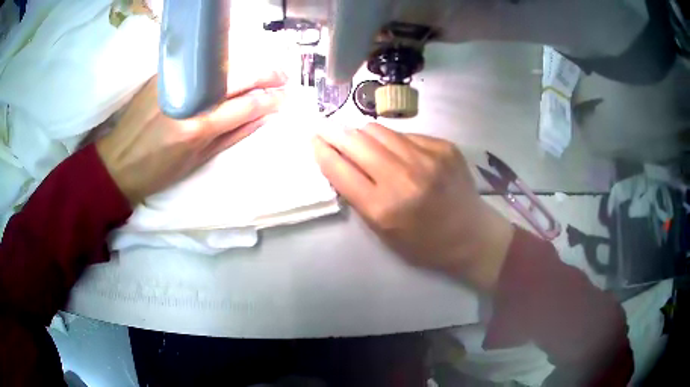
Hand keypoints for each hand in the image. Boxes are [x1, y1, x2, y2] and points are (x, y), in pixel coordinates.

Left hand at [96, 71, 286, 204]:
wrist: (118, 162)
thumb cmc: (158, 171)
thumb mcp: (198, 161)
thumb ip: (233, 136)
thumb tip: (264, 118)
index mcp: (197, 128)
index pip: (247, 104)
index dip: (271, 98)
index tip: (286, 95)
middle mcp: (188, 99)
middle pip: (237, 74)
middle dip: (267, 72)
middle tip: (282, 76)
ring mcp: (175, 81)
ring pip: (221, 61)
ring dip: (248, 61)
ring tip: (263, 67)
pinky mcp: (163, 72)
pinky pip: (200, 61)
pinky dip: (221, 59)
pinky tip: (232, 63)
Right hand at [313, 123, 513, 291]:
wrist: (471, 235)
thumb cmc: (424, 244)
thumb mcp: (383, 233)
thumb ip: (359, 197)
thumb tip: (341, 163)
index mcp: (384, 207)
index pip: (340, 169)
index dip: (322, 151)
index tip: (314, 141)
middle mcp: (404, 177)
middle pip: (356, 141)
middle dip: (336, 134)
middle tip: (328, 130)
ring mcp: (427, 158)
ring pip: (379, 130)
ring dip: (362, 134)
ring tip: (359, 139)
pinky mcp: (443, 146)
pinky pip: (405, 135)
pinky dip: (393, 141)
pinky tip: (396, 151)